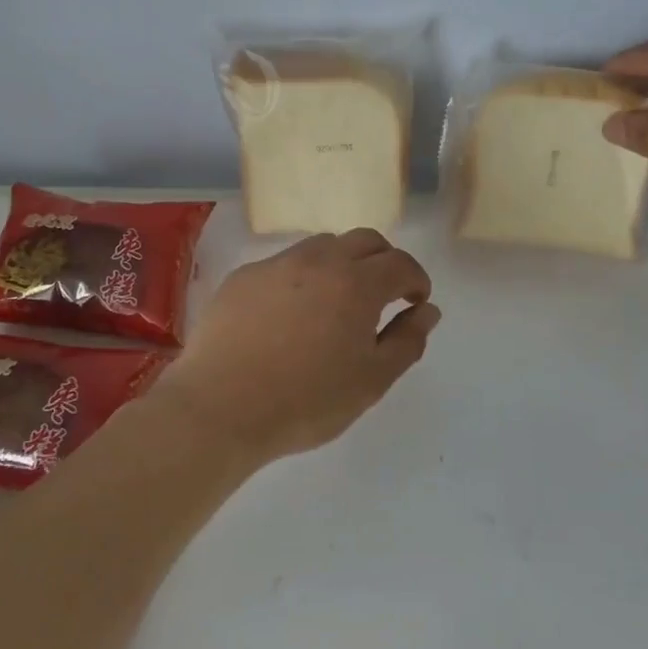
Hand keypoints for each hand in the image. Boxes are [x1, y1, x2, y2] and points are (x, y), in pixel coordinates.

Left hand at [155, 229, 440, 460]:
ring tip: (336, 302)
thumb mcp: (371, 381)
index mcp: (357, 283)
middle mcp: (319, 260)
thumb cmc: (306, 401)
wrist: (220, 408)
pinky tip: (290, 314)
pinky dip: (302, 278)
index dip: (416, 280)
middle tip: (384, 295)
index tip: (415, 302)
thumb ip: (406, 341)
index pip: (400, 263)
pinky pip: (284, 265)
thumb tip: (427, 311)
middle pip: (364, 240)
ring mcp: (276, 265)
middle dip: (384, 261)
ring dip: (342, 264)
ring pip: (322, 246)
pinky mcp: (243, 277)